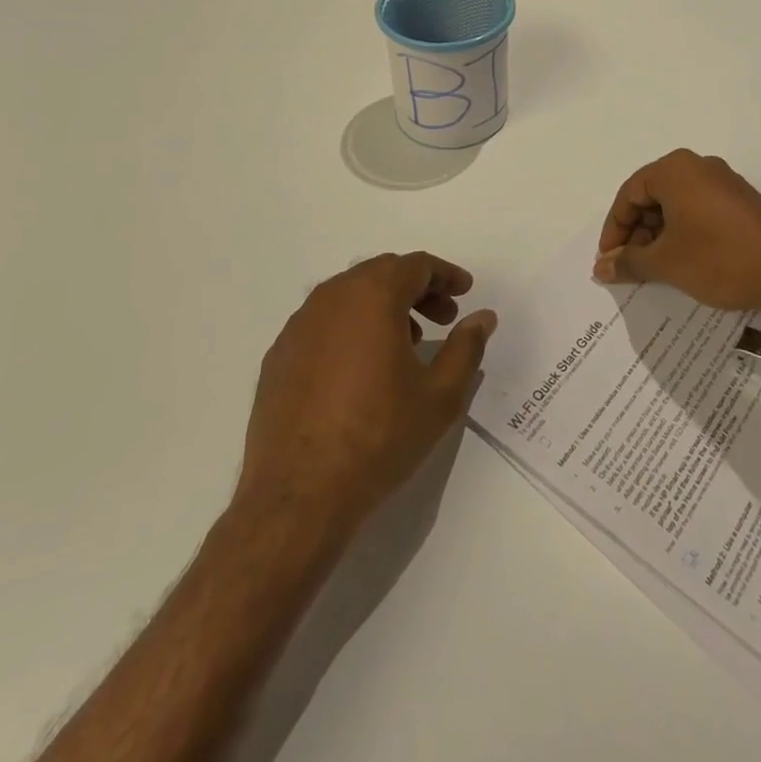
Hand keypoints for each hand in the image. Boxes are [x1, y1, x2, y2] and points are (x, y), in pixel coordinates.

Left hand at [237, 252, 494, 530]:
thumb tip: (482, 317)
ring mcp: (298, 325)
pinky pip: (323, 323)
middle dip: (417, 289)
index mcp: (372, 296)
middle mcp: (332, 297)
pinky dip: (351, 328)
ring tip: (407, 343)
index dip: (445, 275)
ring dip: (383, 306)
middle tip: (444, 318)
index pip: (415, 266)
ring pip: (349, 296)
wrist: (298, 495)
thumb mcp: (440, 396)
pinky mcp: (278, 354)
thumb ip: (466, 348)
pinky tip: (362, 367)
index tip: (465, 292)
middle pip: (381, 273)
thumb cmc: (379, 438)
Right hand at [593, 149, 760, 317]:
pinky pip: (699, 210)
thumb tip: (601, 267)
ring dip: (659, 234)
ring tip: (655, 268)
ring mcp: (724, 183)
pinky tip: (684, 262)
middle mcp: (698, 167)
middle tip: (630, 265)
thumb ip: (629, 262)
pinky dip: (684, 232)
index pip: (629, 193)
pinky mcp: (741, 202)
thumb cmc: (719, 258)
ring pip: (676, 204)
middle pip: (652, 196)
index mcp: (675, 170)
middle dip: (636, 231)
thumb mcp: (666, 262)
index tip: (609, 259)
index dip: (614, 228)